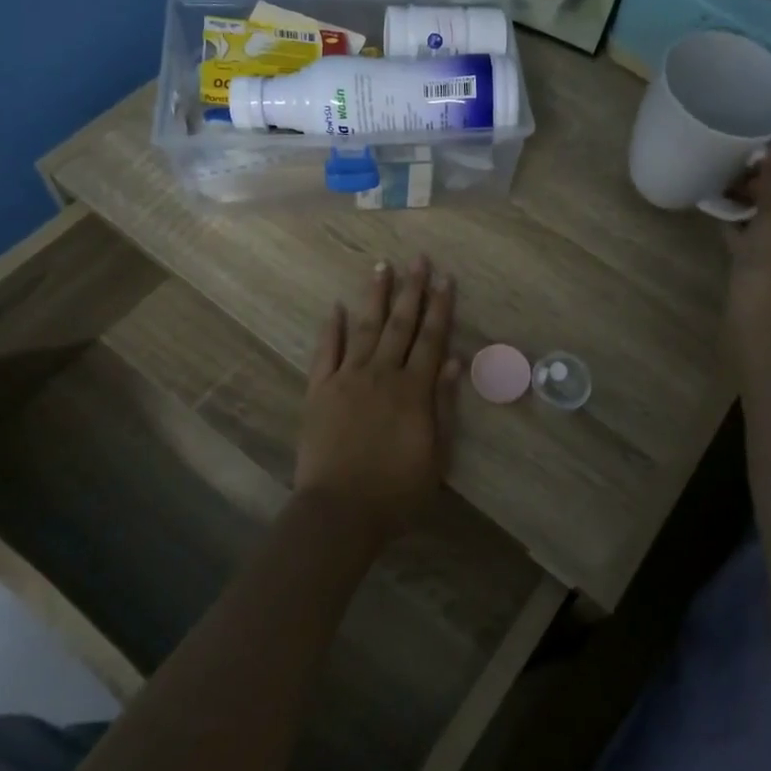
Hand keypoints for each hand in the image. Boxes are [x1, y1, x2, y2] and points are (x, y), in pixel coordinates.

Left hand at [294, 257, 460, 542]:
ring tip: (382, 266)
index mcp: (413, 390)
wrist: (340, 511)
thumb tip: (452, 361)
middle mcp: (381, 375)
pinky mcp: (319, 391)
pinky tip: (336, 307)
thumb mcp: (435, 455)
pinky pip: (326, 352)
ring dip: (375, 297)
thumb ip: (442, 405)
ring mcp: (347, 379)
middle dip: (412, 290)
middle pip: (400, 325)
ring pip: (364, 328)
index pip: (431, 339)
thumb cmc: (396, 490)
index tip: (445, 278)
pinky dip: (331, 328)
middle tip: (418, 259)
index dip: (440, 307)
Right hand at [723, 143, 770, 364]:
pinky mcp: (765, 267)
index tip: (746, 150)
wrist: (762, 329)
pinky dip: (737, 224)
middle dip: (759, 180)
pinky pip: (752, 236)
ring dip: (745, 201)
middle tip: (727, 169)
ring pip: (767, 215)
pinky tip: (716, 215)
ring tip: (718, 188)